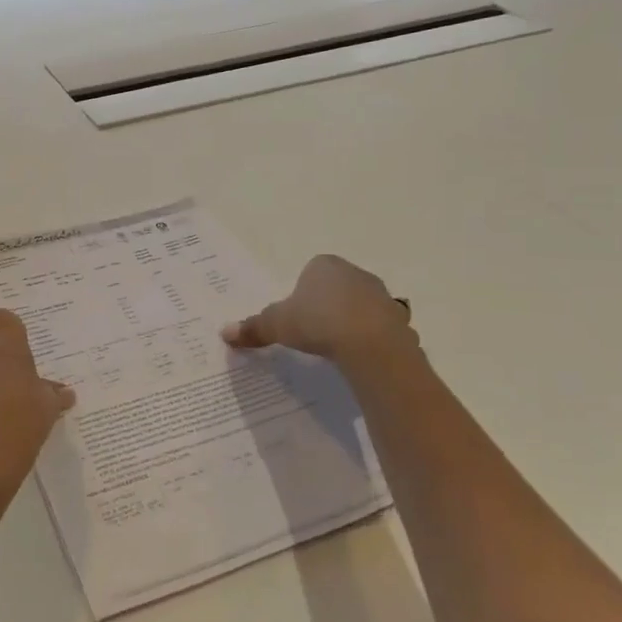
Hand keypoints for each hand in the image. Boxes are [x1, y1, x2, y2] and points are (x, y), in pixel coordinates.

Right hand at [222, 254, 419, 367]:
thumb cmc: (318, 322)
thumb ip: (253, 327)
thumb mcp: (277, 325)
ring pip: (359, 306)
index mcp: (324, 265)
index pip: (310, 272)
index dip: (301, 293)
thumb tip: (224, 332)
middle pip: (336, 287)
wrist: (370, 344)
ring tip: (336, 347)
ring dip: (350, 321)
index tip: (296, 316)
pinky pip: (379, 328)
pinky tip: (359, 357)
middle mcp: (355, 273)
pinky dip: (370, 339)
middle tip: (312, 332)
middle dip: (326, 305)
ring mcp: (381, 295)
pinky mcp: (398, 320)